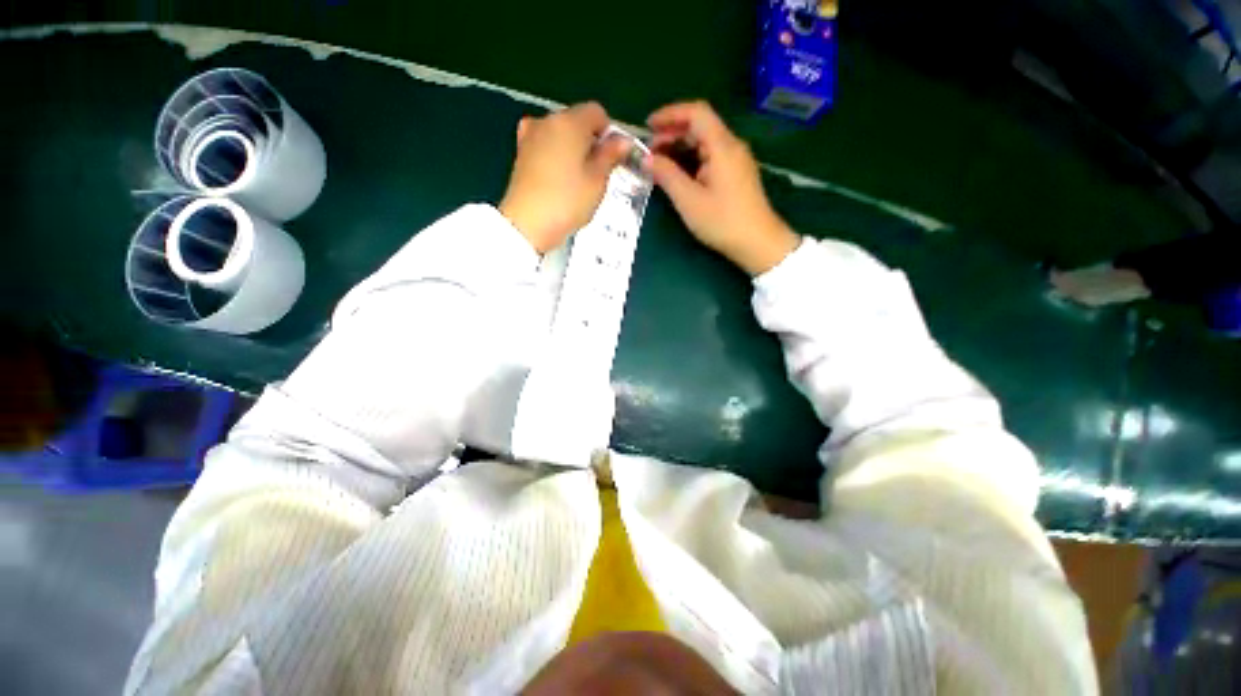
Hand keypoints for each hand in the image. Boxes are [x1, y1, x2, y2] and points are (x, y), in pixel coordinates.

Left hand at [499, 102, 631, 253]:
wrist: (527, 224)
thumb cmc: (568, 202)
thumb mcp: (598, 181)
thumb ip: (610, 156)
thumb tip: (622, 140)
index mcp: (570, 122)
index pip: (597, 112)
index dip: (609, 133)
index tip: (612, 158)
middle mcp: (547, 121)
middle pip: (576, 121)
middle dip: (590, 141)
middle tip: (597, 173)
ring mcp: (530, 136)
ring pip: (560, 135)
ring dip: (573, 150)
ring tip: (578, 180)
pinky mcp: (520, 154)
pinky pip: (545, 147)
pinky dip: (556, 157)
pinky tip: (559, 180)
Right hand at [647, 101, 799, 275]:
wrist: (758, 243)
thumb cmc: (722, 221)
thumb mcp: (689, 200)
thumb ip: (666, 175)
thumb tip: (646, 159)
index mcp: (722, 146)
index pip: (696, 112)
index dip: (670, 114)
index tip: (647, 127)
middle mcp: (731, 146)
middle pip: (700, 126)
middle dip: (672, 133)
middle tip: (648, 151)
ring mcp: (736, 161)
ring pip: (704, 142)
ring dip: (680, 147)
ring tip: (659, 163)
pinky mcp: (736, 175)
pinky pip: (710, 157)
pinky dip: (691, 159)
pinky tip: (678, 174)